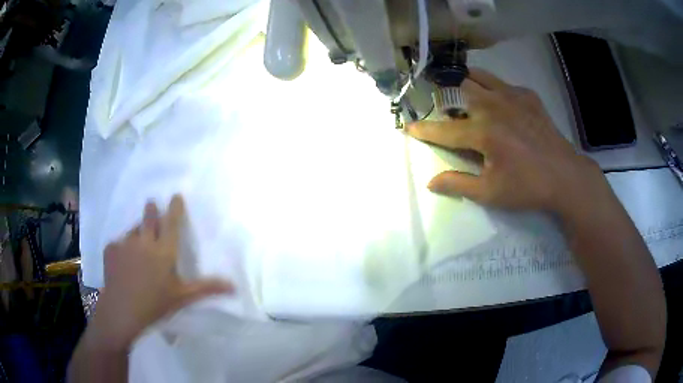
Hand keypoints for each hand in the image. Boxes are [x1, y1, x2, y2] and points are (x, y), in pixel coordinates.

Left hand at [92, 195, 232, 349]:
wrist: (122, 310)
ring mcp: (125, 243)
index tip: (176, 196)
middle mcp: (144, 241)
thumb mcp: (183, 297)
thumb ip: (207, 288)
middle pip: (149, 217)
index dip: (175, 208)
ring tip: (138, 242)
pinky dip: (122, 248)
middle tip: (151, 203)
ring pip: (133, 230)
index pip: (172, 223)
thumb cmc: (156, 304)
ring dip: (138, 232)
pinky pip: (118, 243)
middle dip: (151, 209)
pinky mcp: (111, 249)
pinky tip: (122, 260)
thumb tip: (234, 286)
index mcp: (164, 251)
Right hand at [406, 68, 603, 214]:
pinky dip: (493, 89)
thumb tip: (430, 182)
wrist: (565, 176)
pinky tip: (499, 104)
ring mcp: (513, 96)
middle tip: (445, 110)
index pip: (445, 129)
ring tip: (465, 97)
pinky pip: (502, 83)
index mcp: (484, 132)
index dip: (424, 130)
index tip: (408, 128)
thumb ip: (458, 184)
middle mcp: (494, 106)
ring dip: (466, 84)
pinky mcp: (528, 95)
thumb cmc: (527, 187)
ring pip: (479, 76)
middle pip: (458, 88)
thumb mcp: (490, 193)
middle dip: (446, 97)